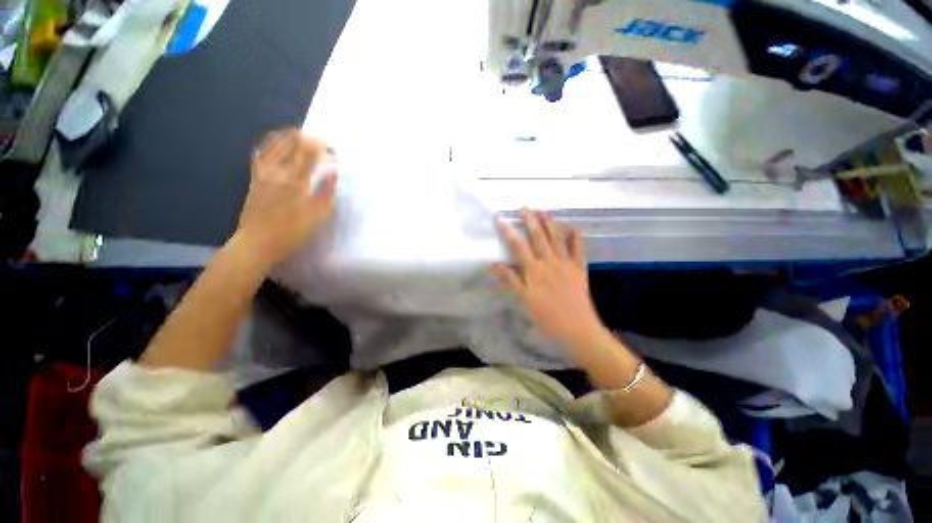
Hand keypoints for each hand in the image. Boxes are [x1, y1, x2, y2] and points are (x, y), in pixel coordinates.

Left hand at [234, 128, 337, 266]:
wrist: (258, 242)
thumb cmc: (293, 232)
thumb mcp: (318, 216)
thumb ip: (326, 191)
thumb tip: (333, 171)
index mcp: (296, 180)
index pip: (308, 152)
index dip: (319, 144)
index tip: (329, 145)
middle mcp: (278, 171)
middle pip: (290, 144)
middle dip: (305, 137)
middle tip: (316, 140)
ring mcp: (263, 173)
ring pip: (273, 145)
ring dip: (286, 136)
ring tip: (297, 135)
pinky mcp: (254, 178)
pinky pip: (261, 154)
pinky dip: (270, 145)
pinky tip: (275, 145)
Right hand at [492, 208, 606, 350]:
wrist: (577, 329)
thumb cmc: (546, 317)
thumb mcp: (524, 300)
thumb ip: (510, 279)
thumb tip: (493, 262)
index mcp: (534, 270)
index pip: (517, 245)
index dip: (507, 230)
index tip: (499, 218)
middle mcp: (550, 262)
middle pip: (538, 237)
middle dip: (530, 220)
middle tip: (524, 207)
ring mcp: (566, 264)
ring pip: (557, 239)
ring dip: (550, 223)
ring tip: (543, 211)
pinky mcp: (579, 269)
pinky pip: (578, 251)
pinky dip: (576, 239)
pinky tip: (574, 228)